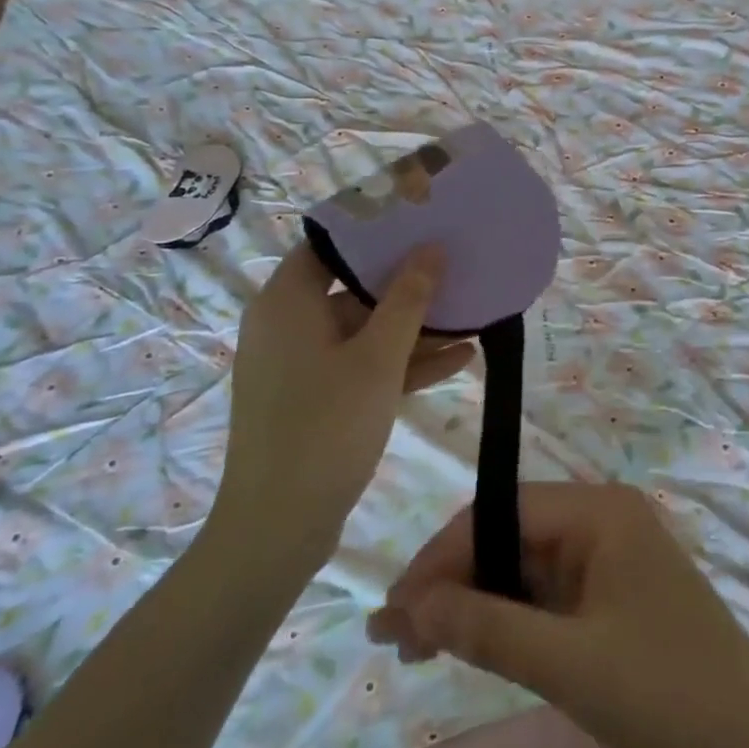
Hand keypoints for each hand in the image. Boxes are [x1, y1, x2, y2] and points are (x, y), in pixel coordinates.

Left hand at [212, 244, 473, 561]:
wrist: (278, 529)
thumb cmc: (324, 427)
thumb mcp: (377, 358)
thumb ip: (408, 299)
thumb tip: (431, 248)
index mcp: (287, 302)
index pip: (330, 244)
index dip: (374, 229)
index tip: (420, 218)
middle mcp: (288, 325)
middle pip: (352, 286)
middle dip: (408, 280)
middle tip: (456, 260)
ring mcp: (302, 365)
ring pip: (364, 330)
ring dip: (414, 326)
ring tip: (470, 310)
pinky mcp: (317, 399)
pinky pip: (364, 365)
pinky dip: (403, 362)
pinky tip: (460, 357)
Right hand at [365, 482, 748, 747]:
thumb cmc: (664, 692)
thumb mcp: (567, 664)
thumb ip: (486, 629)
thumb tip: (410, 607)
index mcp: (599, 511)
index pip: (500, 513)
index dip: (442, 557)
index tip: (394, 610)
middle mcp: (603, 520)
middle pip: (511, 538)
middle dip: (453, 583)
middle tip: (396, 638)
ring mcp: (612, 558)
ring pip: (526, 569)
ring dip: (476, 604)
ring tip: (418, 647)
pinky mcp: (615, 596)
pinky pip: (550, 596)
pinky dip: (510, 620)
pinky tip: (474, 646)